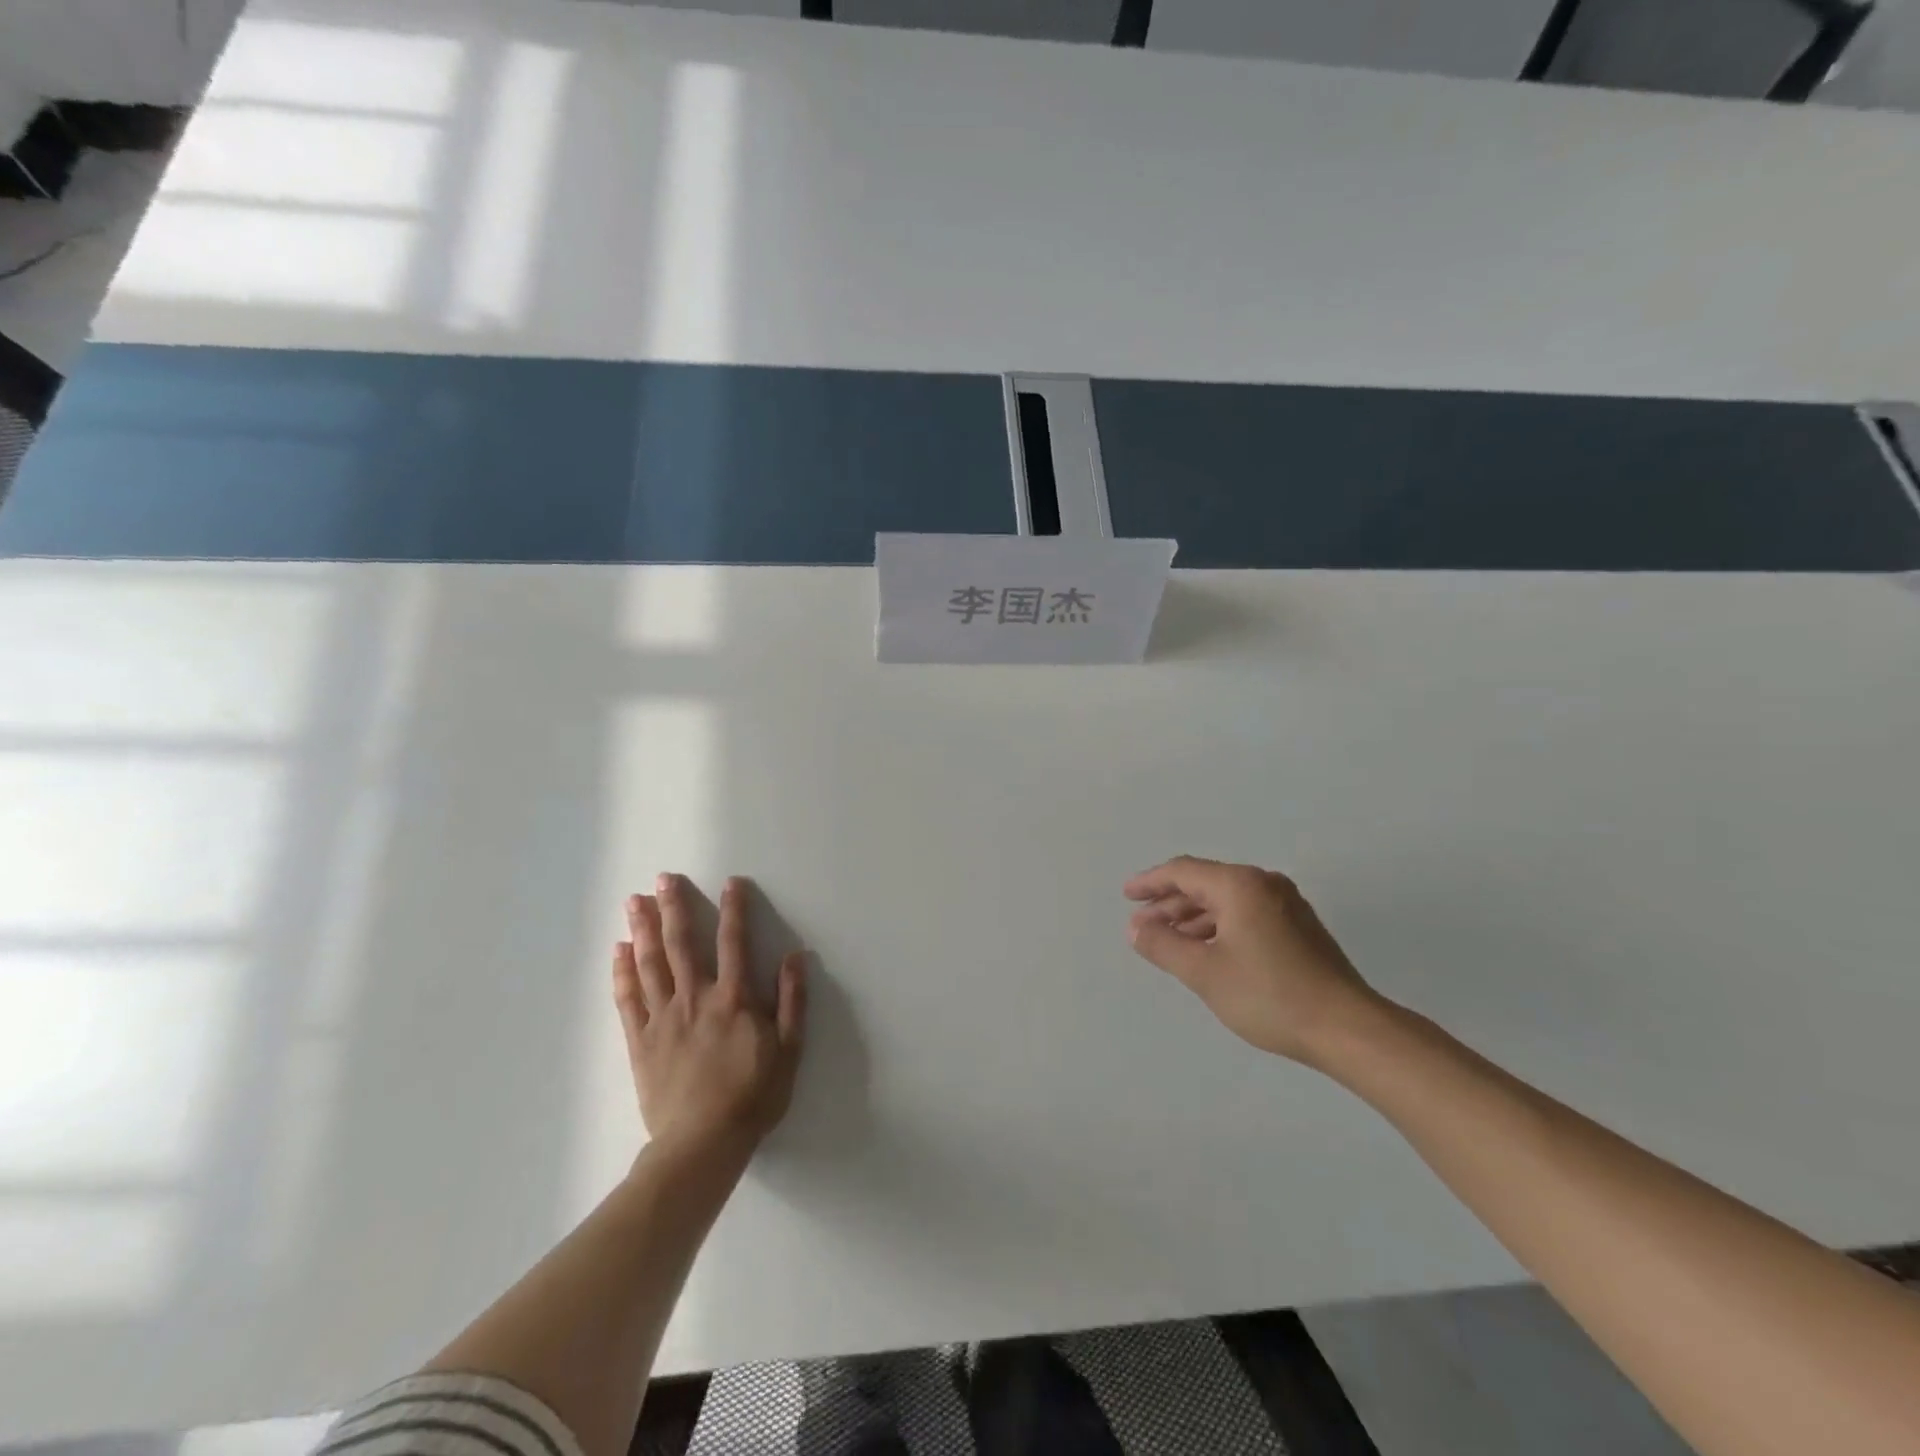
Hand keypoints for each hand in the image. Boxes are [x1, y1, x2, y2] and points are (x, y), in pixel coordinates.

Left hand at [613, 873, 806, 1155]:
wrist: (702, 1144)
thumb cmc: (753, 1096)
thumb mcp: (789, 1050)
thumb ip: (792, 1001)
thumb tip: (796, 956)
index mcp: (733, 999)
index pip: (734, 942)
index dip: (735, 909)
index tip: (731, 882)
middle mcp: (695, 999)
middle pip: (682, 944)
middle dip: (673, 908)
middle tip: (663, 878)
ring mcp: (663, 1019)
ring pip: (650, 964)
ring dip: (642, 929)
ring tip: (633, 901)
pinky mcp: (640, 1041)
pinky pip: (628, 999)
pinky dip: (622, 972)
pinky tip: (618, 950)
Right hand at [1124, 856, 1381, 1066]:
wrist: (1348, 1029)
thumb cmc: (1269, 996)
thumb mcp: (1204, 973)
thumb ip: (1164, 946)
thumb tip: (1135, 929)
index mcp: (1239, 885)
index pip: (1183, 871)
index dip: (1150, 883)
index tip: (1127, 896)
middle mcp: (1263, 884)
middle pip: (1205, 883)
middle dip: (1169, 903)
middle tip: (1142, 925)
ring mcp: (1286, 904)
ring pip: (1226, 900)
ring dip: (1193, 917)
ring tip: (1168, 940)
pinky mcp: (1299, 927)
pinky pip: (1246, 914)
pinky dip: (1218, 926)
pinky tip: (1206, 950)